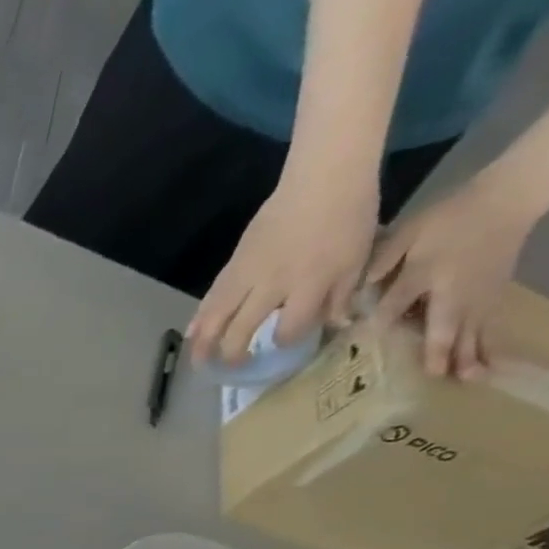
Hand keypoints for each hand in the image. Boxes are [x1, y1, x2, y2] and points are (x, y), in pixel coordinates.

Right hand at [188, 166, 379, 362]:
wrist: (321, 181)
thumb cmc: (348, 218)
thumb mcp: (357, 258)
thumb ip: (341, 296)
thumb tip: (335, 325)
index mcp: (309, 285)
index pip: (290, 328)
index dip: (285, 341)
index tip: (285, 343)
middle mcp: (272, 286)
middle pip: (242, 330)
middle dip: (234, 353)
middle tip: (231, 367)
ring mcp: (247, 276)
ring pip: (217, 318)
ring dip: (205, 343)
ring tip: (199, 360)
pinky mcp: (233, 266)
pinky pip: (211, 298)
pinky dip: (199, 318)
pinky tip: (191, 332)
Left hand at [365, 175, 533, 378]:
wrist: (509, 196)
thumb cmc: (449, 217)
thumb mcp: (407, 233)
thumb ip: (381, 260)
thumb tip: (358, 289)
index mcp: (425, 273)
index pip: (395, 303)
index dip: (381, 320)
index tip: (366, 342)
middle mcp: (453, 289)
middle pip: (445, 324)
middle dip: (439, 350)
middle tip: (436, 376)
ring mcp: (479, 292)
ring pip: (472, 329)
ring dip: (469, 354)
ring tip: (468, 379)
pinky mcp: (496, 294)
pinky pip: (491, 324)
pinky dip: (489, 344)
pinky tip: (488, 364)